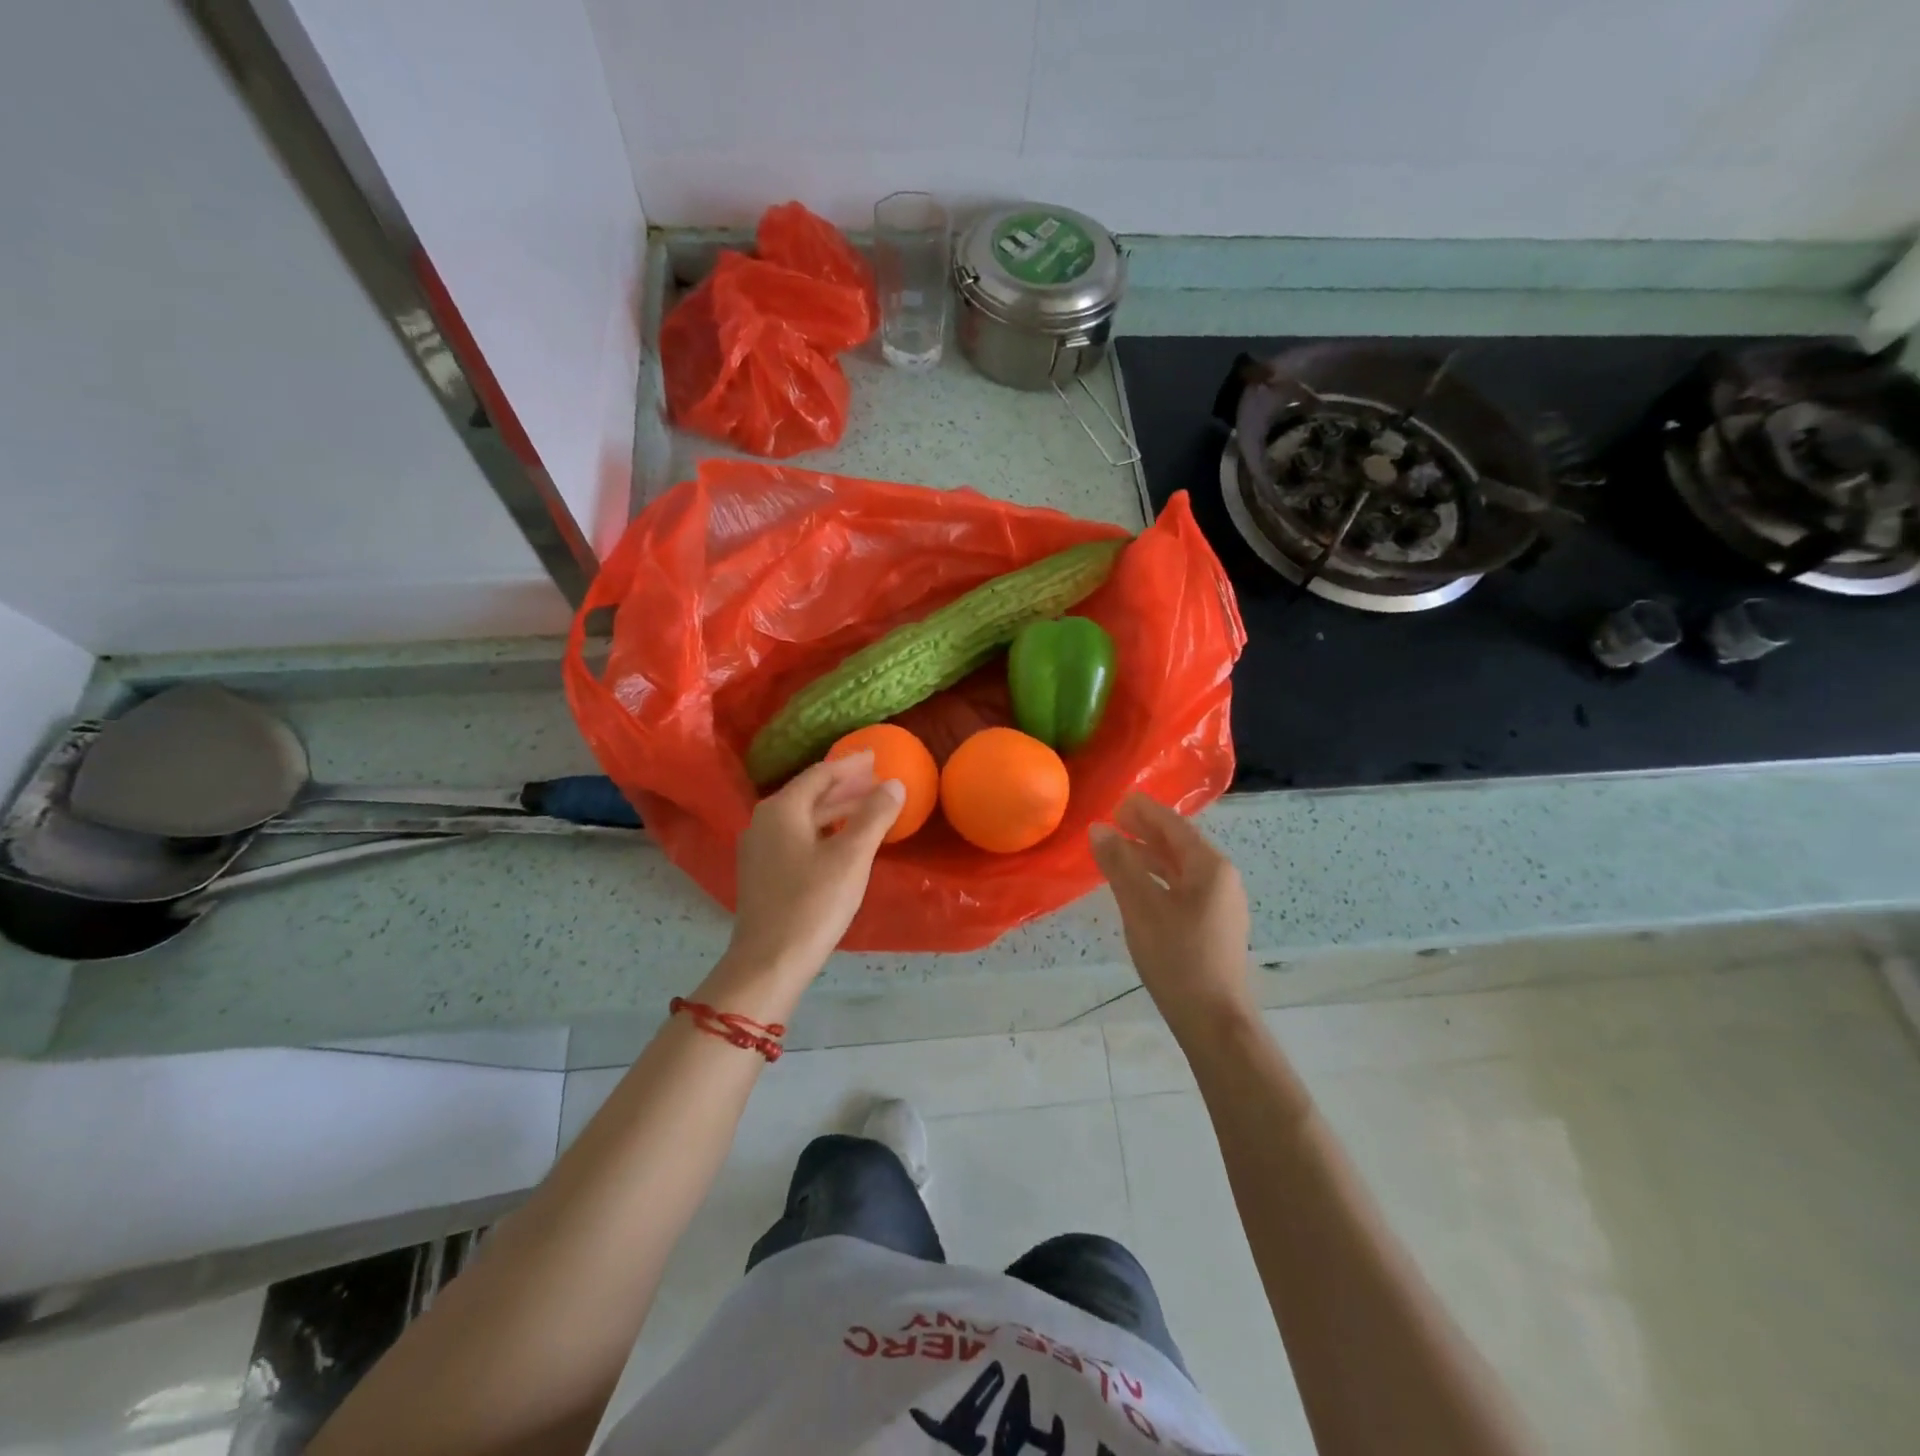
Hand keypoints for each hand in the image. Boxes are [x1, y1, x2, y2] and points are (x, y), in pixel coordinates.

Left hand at [723, 752, 903, 990]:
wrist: (769, 961)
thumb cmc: (813, 903)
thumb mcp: (852, 856)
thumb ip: (874, 816)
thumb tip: (894, 784)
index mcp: (782, 809)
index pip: (820, 774)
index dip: (850, 765)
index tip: (875, 756)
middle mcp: (764, 822)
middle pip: (810, 794)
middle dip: (845, 787)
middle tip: (878, 781)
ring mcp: (759, 849)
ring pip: (804, 818)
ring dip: (836, 810)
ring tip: (868, 808)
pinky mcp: (762, 873)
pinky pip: (797, 837)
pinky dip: (824, 830)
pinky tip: (842, 841)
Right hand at [1090, 793, 1252, 1033]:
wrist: (1214, 1020)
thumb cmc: (1177, 957)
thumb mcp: (1141, 907)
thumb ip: (1120, 864)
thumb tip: (1099, 829)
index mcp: (1210, 867)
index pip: (1174, 826)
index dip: (1144, 811)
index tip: (1117, 801)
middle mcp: (1222, 879)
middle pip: (1180, 844)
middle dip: (1146, 830)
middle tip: (1114, 819)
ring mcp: (1221, 904)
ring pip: (1181, 868)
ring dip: (1150, 855)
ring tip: (1118, 850)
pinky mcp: (1215, 926)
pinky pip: (1184, 888)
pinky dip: (1158, 878)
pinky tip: (1138, 886)